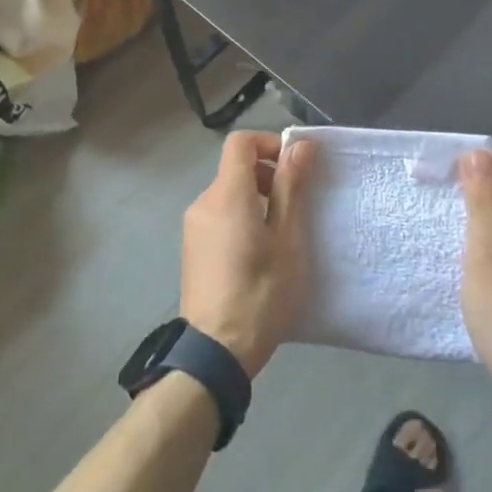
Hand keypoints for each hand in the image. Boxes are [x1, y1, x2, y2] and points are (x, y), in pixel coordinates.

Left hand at [179, 132, 318, 377]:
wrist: (216, 349)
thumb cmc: (261, 292)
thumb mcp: (287, 239)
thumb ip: (291, 188)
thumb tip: (299, 145)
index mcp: (227, 194)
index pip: (240, 143)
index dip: (269, 143)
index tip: (296, 167)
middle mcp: (203, 202)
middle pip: (235, 168)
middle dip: (268, 175)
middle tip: (296, 205)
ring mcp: (193, 226)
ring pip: (228, 194)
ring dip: (256, 199)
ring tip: (282, 234)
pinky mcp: (192, 248)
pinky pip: (219, 216)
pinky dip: (241, 218)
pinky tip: (260, 253)